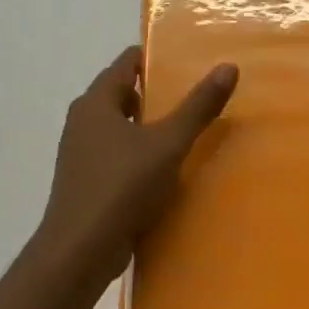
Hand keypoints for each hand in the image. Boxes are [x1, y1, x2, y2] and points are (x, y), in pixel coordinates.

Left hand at [37, 46, 238, 289]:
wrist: (80, 250)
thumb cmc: (121, 186)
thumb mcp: (168, 144)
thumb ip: (198, 107)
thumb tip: (228, 67)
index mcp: (95, 103)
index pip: (125, 64)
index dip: (154, 58)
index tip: (186, 60)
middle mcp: (83, 122)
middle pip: (123, 96)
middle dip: (156, 94)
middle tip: (196, 95)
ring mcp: (82, 155)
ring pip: (120, 129)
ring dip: (149, 128)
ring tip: (188, 131)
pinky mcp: (87, 183)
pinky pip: (118, 157)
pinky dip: (140, 155)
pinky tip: (166, 170)